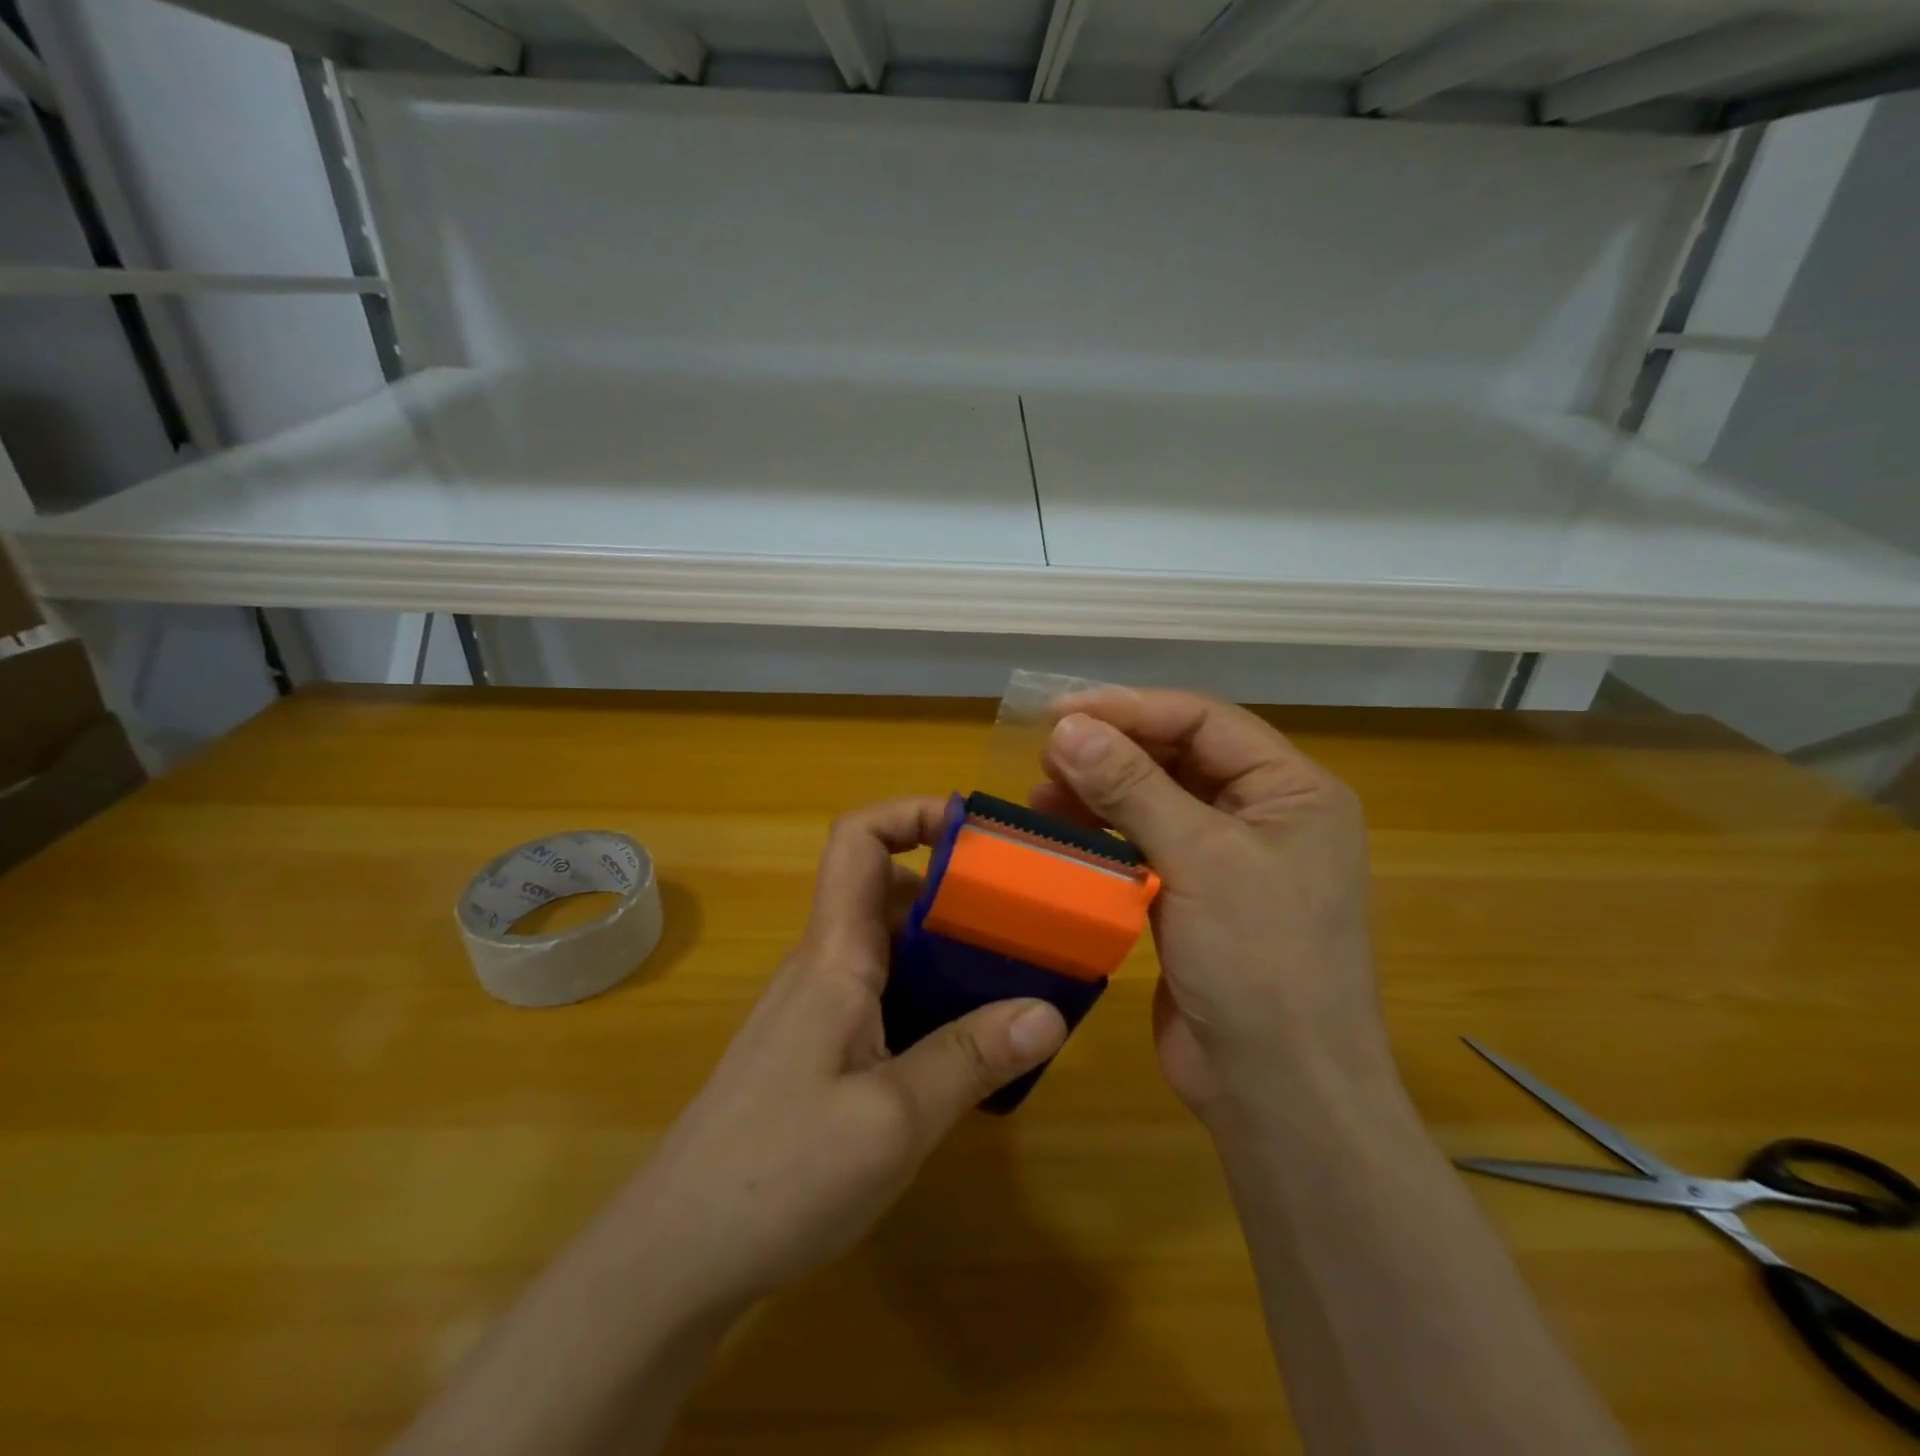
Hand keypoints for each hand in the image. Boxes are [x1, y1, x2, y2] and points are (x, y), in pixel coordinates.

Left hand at [620, 797, 1068, 1316]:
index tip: (977, 831)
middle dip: (955, 888)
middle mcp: (824, 966)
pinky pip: (884, 995)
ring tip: (1014, 977)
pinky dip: (931, 996)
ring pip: (890, 947)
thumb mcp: (893, 1120)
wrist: (677, 1254)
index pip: (858, 840)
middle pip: (886, 890)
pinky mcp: (819, 1049)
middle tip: (1024, 917)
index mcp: (834, 955)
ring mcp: (818, 1009)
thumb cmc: (779, 1173)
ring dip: (948, 948)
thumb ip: (971, 1059)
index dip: (911, 813)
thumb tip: (1050, 1010)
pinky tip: (969, 1045)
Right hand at [1035, 690, 1392, 1126]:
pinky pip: (1143, 847)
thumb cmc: (1260, 963)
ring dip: (1099, 792)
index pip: (1203, 722)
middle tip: (1044, 756)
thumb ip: (1132, 786)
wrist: (1278, 1093)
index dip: (1130, 708)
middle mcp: (1264, 815)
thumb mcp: (1201, 859)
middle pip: (1177, 757)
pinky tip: (1060, 834)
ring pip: (1155, 801)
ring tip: (1040, 794)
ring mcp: (1228, 860)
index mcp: (1292, 791)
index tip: (1058, 713)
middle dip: (1111, 751)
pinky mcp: (1193, 899)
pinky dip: (1102, 836)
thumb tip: (1068, 727)